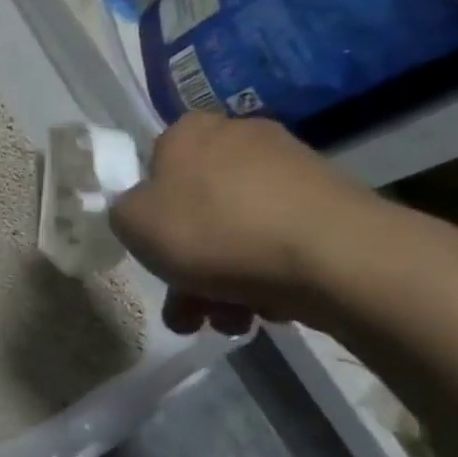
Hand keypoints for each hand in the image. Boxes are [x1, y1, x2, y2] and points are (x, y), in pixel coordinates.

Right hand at [109, 111, 378, 334]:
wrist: (334, 256)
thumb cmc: (215, 231)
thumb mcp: (133, 224)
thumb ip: (123, 213)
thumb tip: (143, 212)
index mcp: (189, 132)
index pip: (155, 167)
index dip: (150, 216)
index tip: (154, 253)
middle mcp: (240, 137)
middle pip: (198, 209)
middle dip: (188, 267)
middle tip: (189, 311)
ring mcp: (292, 168)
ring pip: (238, 231)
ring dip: (224, 281)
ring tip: (232, 324)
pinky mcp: (332, 203)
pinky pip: (279, 240)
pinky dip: (266, 273)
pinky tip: (269, 309)